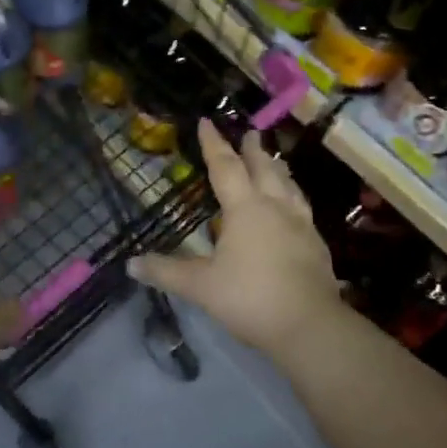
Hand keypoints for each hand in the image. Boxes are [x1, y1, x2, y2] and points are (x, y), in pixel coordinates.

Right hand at [129, 120, 343, 360]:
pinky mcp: (316, 244)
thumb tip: (130, 264)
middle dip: (252, 150)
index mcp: (245, 209)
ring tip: (274, 161)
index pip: (225, 167)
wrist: (310, 326)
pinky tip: (295, 207)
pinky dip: (294, 196)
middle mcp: (275, 207)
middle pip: (263, 169)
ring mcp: (300, 225)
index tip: (206, 121)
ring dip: (277, 169)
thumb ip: (166, 272)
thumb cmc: (250, 298)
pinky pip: (302, 208)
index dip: (213, 144)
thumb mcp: (200, 286)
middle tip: (250, 132)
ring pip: (288, 186)